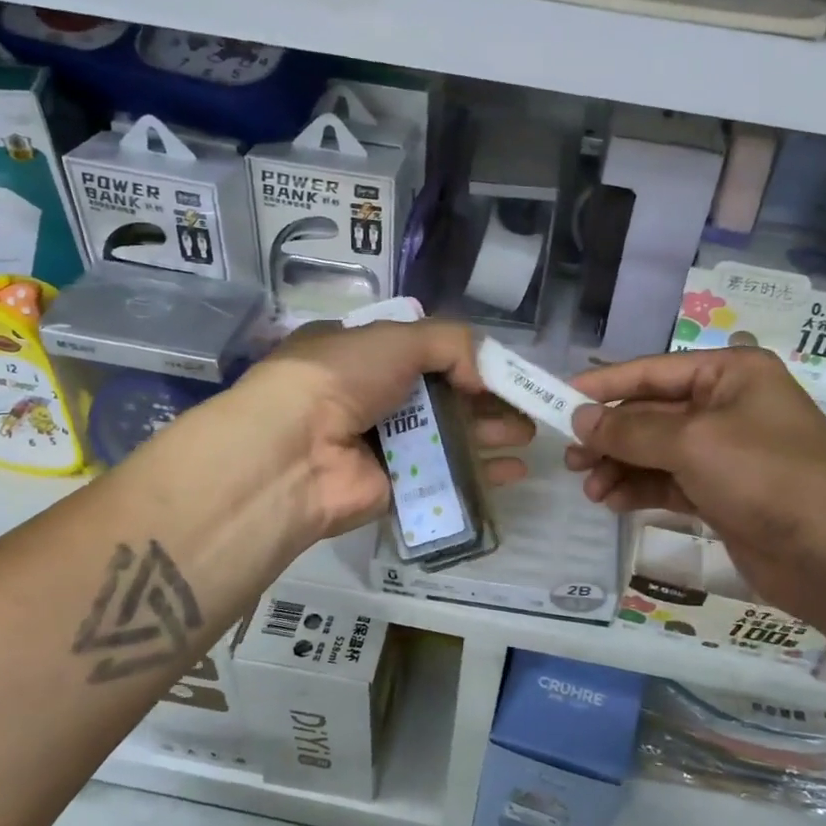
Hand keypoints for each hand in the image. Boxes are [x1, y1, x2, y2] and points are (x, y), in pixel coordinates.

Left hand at [234, 319, 532, 538]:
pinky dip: (480, 474)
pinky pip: (446, 477)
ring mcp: (383, 445)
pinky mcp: (396, 487)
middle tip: (527, 406)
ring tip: (529, 435)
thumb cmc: (342, 378)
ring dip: (489, 434)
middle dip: (486, 401)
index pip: (422, 354)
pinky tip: (515, 472)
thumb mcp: (397, 338)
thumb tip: (482, 377)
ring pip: (448, 437)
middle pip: (442, 398)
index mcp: (362, 355)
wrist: (296, 451)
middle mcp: (372, 398)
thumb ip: (451, 344)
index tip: (502, 370)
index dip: (464, 360)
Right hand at [565, 347, 825, 621]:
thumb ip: (631, 430)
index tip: (560, 398)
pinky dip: (641, 489)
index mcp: (731, 374)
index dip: (605, 385)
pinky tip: (612, 503)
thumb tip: (581, 418)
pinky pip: (670, 481)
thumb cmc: (765, 477)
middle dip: (611, 436)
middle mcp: (729, 405)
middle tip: (570, 459)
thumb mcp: (692, 443)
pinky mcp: (723, 492)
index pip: (653, 371)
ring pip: (657, 451)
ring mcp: (727, 452)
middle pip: (652, 414)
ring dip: (621, 467)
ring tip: (590, 488)